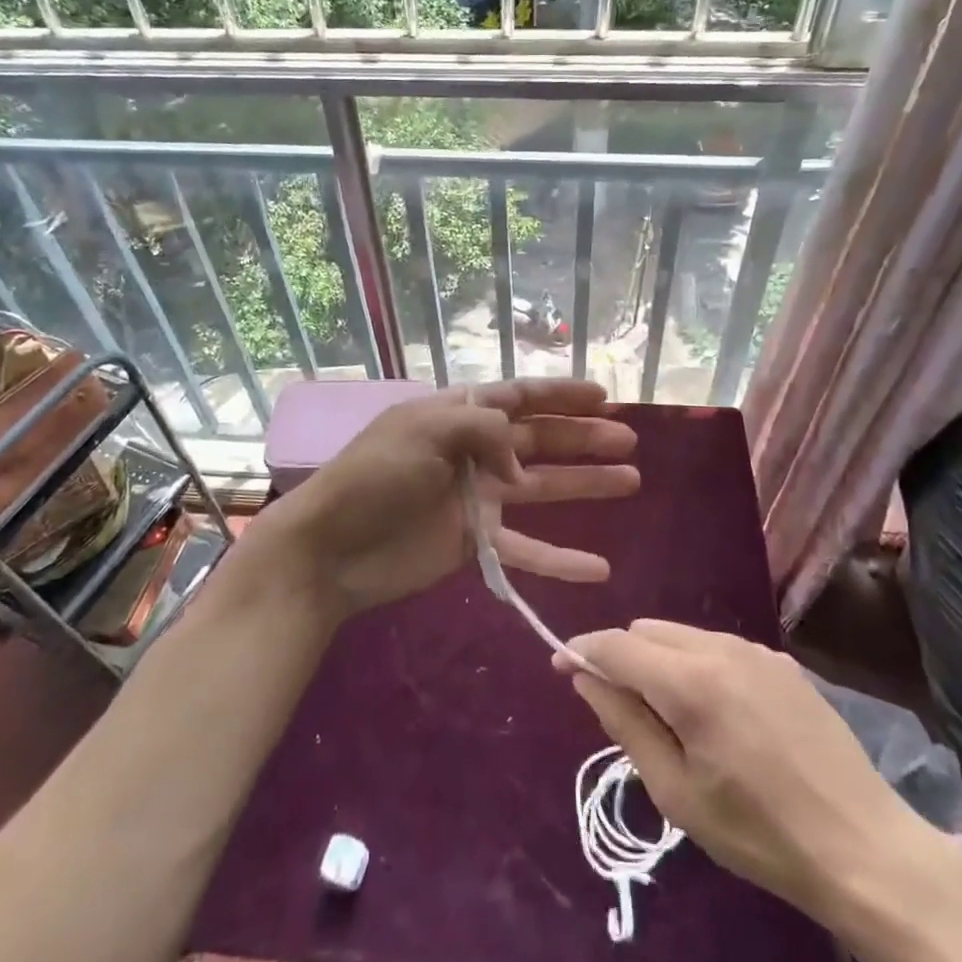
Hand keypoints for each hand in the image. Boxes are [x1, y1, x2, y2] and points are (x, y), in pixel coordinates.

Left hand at [263, 379, 638, 617]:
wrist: (331, 548)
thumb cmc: (375, 477)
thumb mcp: (426, 431)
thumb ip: (485, 431)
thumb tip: (520, 465)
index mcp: (458, 415)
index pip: (519, 396)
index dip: (561, 394)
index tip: (604, 396)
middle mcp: (473, 451)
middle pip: (539, 439)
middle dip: (583, 438)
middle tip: (628, 440)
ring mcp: (477, 498)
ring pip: (543, 488)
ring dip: (585, 484)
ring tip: (631, 480)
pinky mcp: (476, 542)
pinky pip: (527, 549)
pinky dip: (561, 558)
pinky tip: (598, 567)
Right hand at [555, 620, 952, 929]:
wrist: (864, 847)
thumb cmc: (759, 833)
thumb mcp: (676, 793)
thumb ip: (624, 724)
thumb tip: (585, 677)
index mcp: (690, 681)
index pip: (616, 644)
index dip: (582, 651)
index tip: (561, 667)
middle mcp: (720, 647)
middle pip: (647, 631)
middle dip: (623, 657)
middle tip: (624, 710)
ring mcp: (756, 649)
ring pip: (682, 634)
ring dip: (660, 660)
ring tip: (673, 717)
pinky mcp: (783, 661)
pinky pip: (719, 646)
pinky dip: (697, 665)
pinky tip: (719, 714)